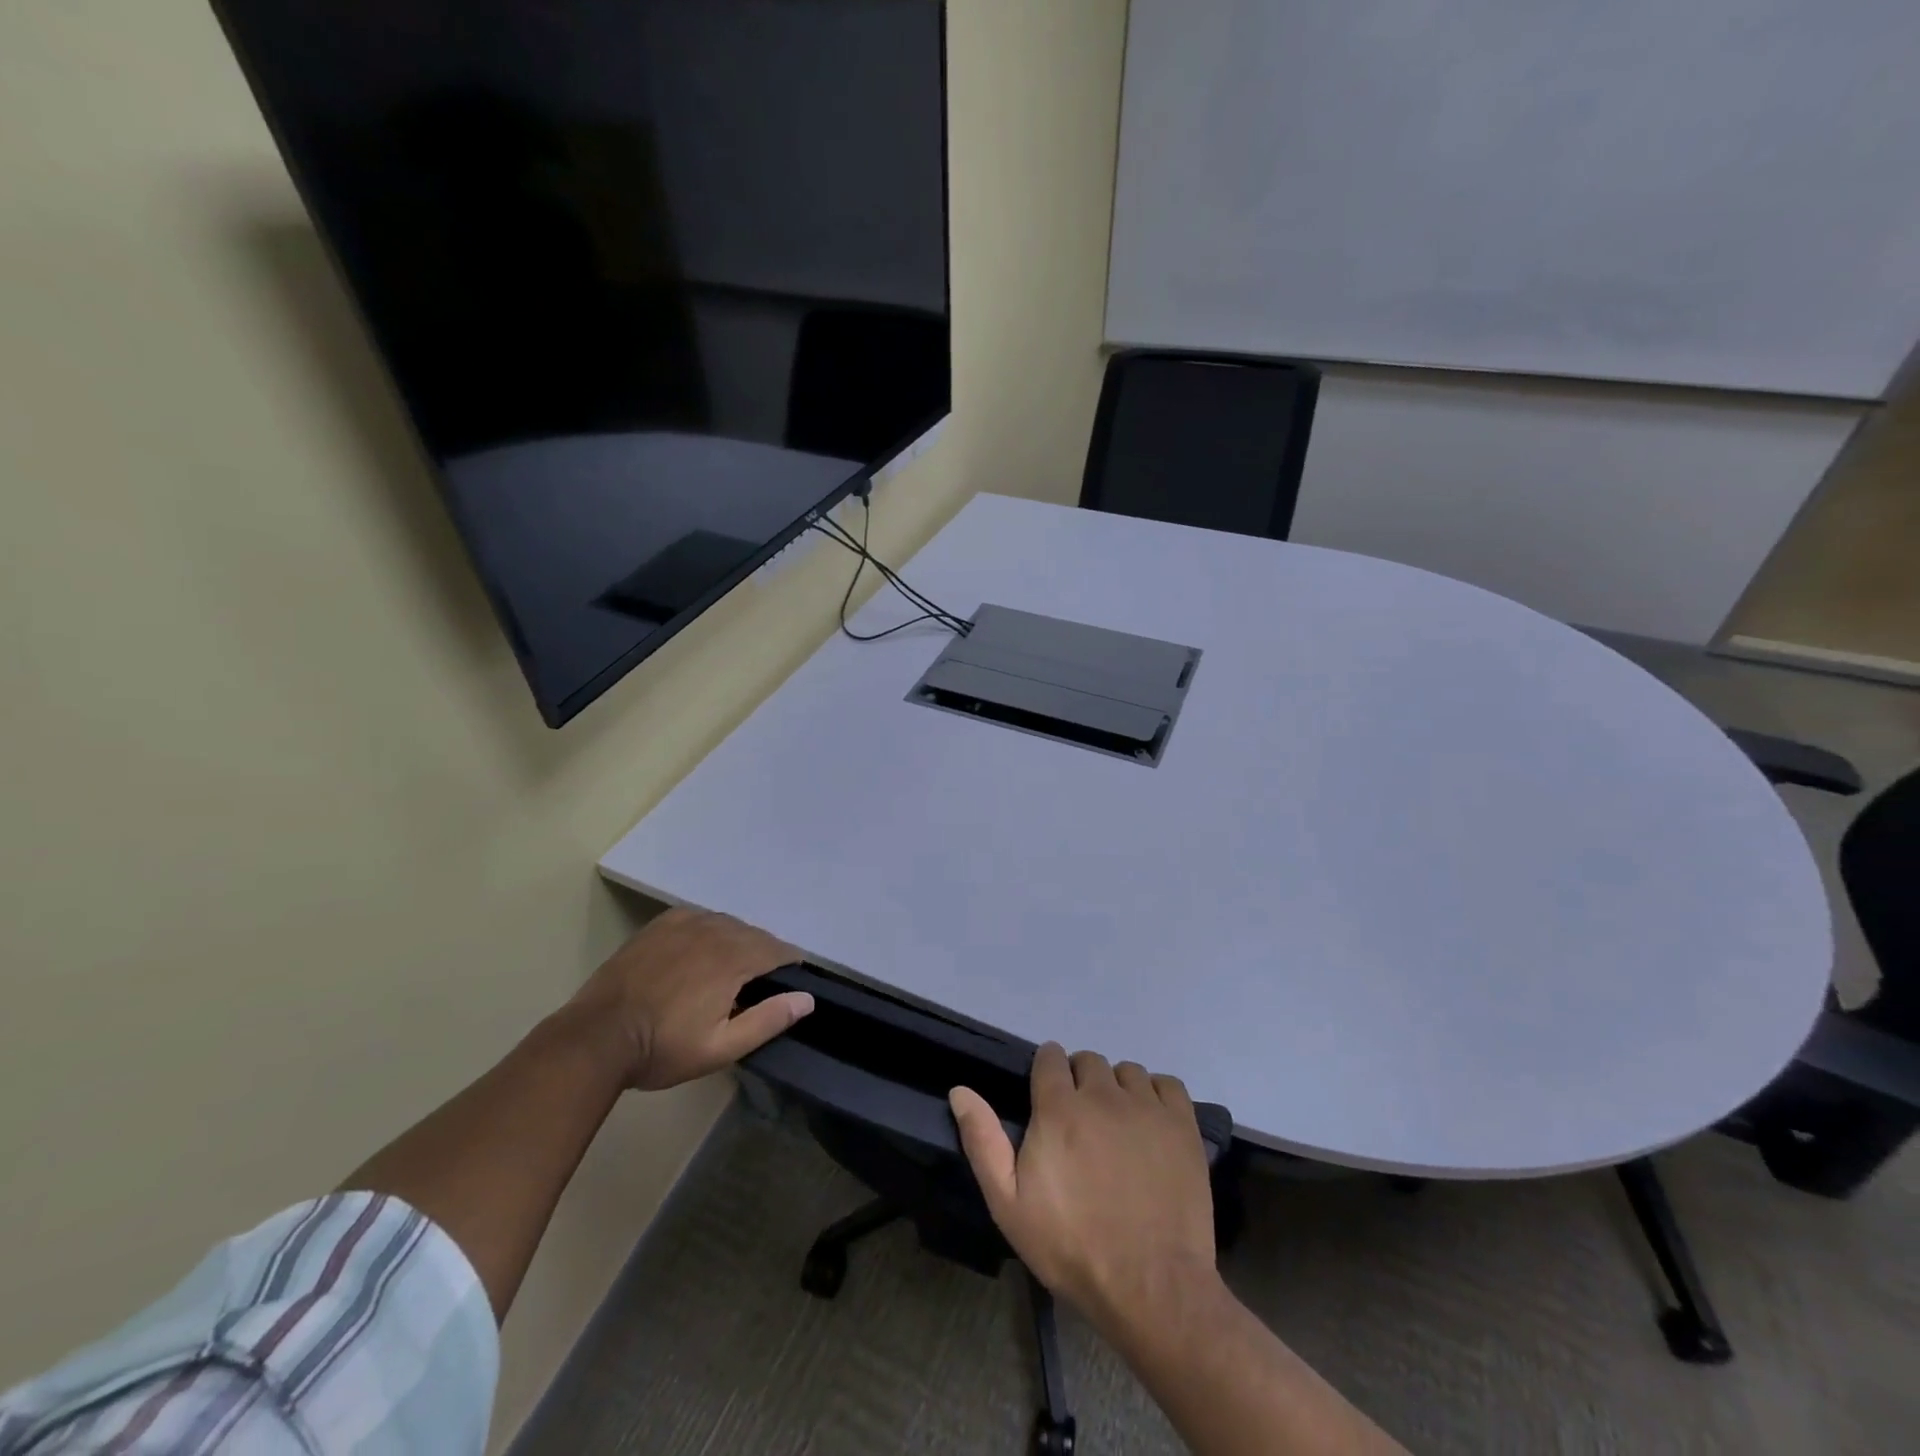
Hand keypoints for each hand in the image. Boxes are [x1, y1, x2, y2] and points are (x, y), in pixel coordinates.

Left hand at [569, 907, 811, 1090]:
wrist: (596, 1037)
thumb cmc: (663, 1048)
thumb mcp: (721, 1047)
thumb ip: (768, 1020)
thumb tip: (806, 998)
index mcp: (734, 958)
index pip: (779, 950)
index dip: (791, 965)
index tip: (790, 983)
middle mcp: (715, 930)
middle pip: (755, 934)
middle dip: (764, 955)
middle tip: (758, 986)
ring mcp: (685, 922)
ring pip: (728, 924)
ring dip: (738, 941)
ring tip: (730, 970)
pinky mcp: (661, 924)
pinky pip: (700, 917)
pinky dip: (710, 930)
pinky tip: (701, 950)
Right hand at [950, 1045, 1218, 1341]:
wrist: (1151, 1287)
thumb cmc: (1072, 1247)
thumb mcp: (1009, 1204)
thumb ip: (983, 1141)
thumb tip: (959, 1090)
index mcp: (1059, 1108)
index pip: (1050, 1057)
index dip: (1046, 1073)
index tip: (1047, 1099)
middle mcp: (1103, 1094)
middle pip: (1088, 1061)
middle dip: (1080, 1081)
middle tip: (1081, 1123)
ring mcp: (1146, 1107)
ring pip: (1127, 1071)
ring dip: (1118, 1089)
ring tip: (1117, 1127)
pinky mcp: (1182, 1125)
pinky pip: (1166, 1084)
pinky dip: (1156, 1095)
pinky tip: (1151, 1125)